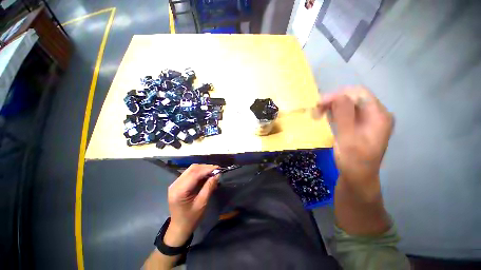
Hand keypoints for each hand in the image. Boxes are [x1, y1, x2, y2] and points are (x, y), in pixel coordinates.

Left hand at [164, 164, 218, 245]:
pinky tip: (207, 176)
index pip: (195, 173)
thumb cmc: (191, 218)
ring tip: (213, 172)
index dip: (207, 169)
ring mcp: (176, 183)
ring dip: (203, 169)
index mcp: (180, 190)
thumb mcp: (202, 203)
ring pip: (191, 169)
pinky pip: (190, 174)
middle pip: (192, 169)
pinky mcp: (178, 184)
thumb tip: (217, 175)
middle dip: (206, 167)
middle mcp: (175, 184)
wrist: (179, 228)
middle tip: (217, 170)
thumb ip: (209, 187)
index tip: (219, 168)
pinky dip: (199, 173)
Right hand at [317, 86, 393, 197]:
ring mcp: (367, 118)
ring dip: (331, 106)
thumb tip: (337, 96)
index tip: (319, 104)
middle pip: (353, 97)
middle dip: (333, 100)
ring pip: (347, 103)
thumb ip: (344, 116)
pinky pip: (345, 111)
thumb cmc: (353, 161)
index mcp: (379, 116)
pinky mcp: (359, 123)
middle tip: (316, 110)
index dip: (338, 95)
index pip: (359, 94)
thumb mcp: (348, 139)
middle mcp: (375, 114)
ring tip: (318, 114)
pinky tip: (325, 117)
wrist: (357, 176)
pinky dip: (333, 112)